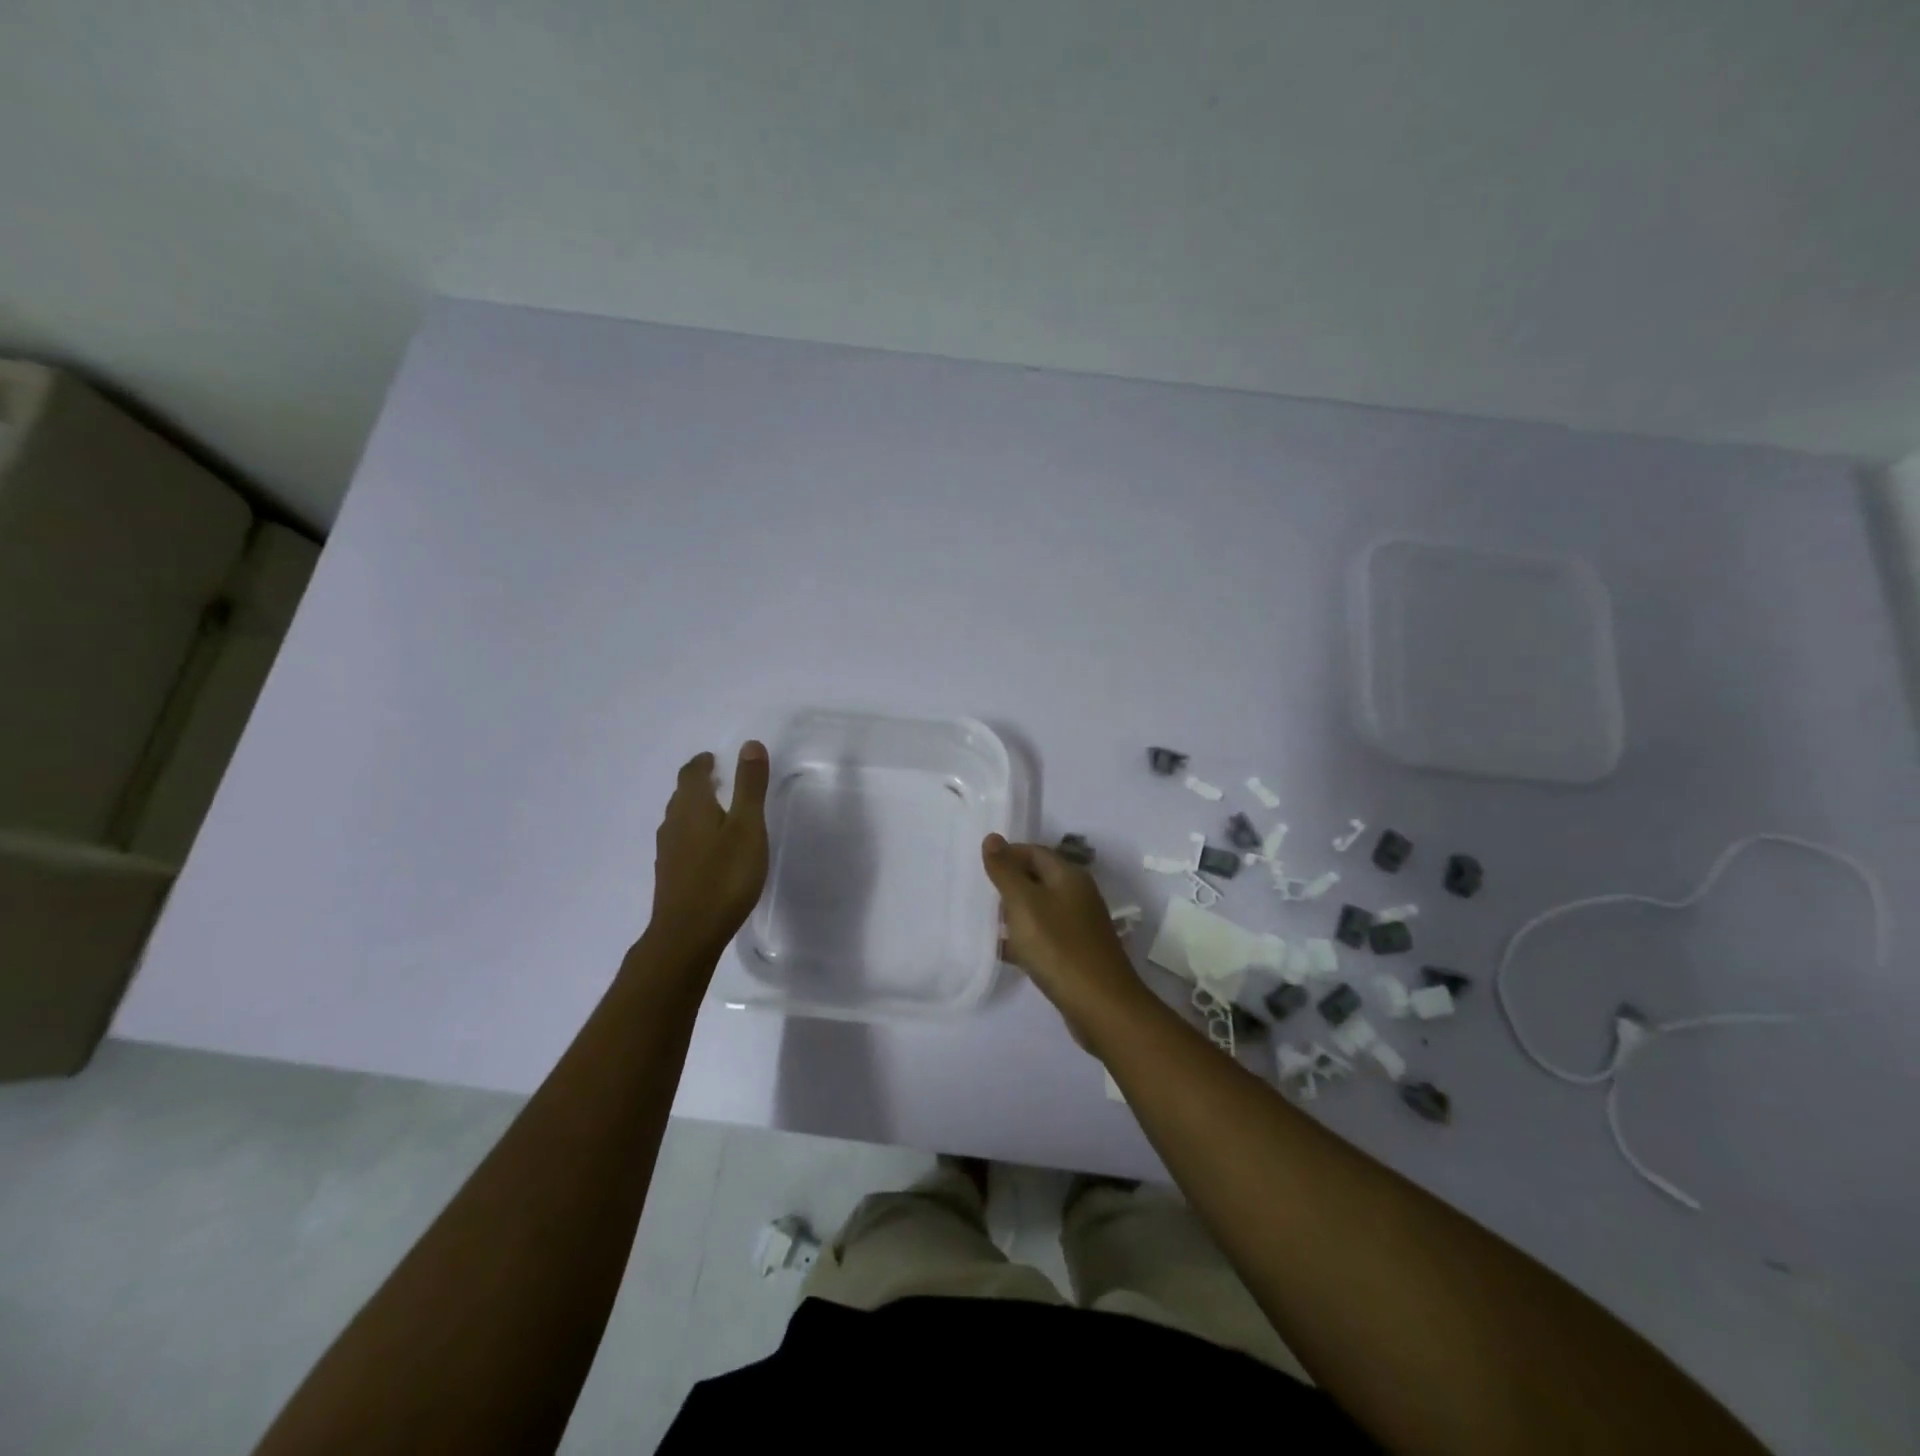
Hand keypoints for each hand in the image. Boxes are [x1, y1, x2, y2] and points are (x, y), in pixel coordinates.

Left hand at [650, 743, 771, 953]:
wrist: (687, 934)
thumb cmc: (724, 876)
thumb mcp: (747, 827)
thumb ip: (750, 786)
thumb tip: (749, 744)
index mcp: (692, 807)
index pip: (691, 774)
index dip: (702, 763)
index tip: (713, 758)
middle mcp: (674, 824)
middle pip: (682, 795)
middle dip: (697, 784)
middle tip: (717, 779)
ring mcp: (668, 852)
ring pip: (679, 820)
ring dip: (695, 809)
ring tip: (716, 811)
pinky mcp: (670, 876)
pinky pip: (680, 842)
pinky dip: (693, 833)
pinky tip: (708, 850)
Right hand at [981, 834, 1151, 1046]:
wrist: (1101, 1005)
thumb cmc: (1058, 947)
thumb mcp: (1024, 904)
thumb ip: (1006, 871)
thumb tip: (992, 837)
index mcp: (1069, 876)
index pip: (1034, 851)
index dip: (1007, 854)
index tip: (979, 867)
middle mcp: (1077, 895)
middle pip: (1037, 878)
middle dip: (1008, 883)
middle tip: (978, 894)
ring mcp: (1078, 926)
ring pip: (1039, 909)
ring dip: (1013, 913)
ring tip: (983, 921)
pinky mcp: (1075, 953)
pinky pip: (1043, 936)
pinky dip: (1023, 939)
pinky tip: (1002, 950)